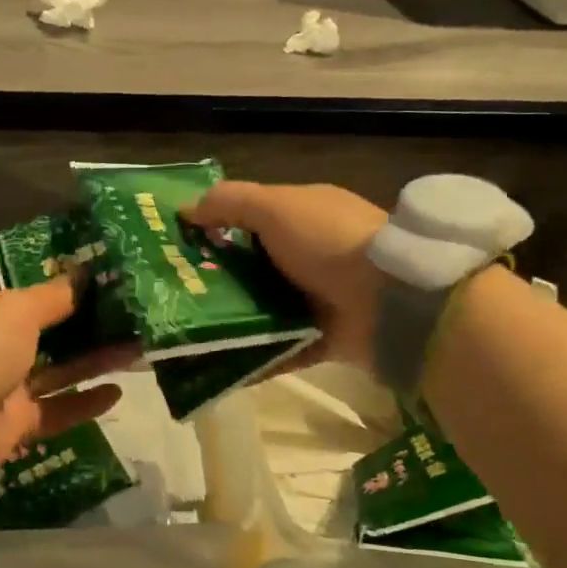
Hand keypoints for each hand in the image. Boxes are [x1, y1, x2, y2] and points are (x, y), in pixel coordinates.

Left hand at [0, 277, 133, 463]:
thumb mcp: (19, 306)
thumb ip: (55, 294)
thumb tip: (84, 273)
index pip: (18, 287)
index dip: (53, 282)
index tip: (92, 277)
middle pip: (43, 331)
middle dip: (82, 323)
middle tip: (124, 313)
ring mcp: (1, 384)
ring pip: (56, 370)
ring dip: (93, 360)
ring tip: (135, 348)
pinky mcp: (15, 422)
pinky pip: (56, 408)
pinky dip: (84, 402)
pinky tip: (118, 391)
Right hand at [183, 181, 389, 373]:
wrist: (394, 301)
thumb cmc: (329, 241)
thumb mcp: (275, 205)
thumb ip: (229, 202)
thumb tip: (185, 210)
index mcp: (303, 216)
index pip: (250, 218)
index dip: (214, 228)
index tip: (176, 246)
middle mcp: (311, 255)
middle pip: (252, 266)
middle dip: (216, 279)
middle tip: (173, 294)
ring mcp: (319, 299)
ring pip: (263, 309)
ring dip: (231, 320)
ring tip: (185, 332)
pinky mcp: (323, 339)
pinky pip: (279, 350)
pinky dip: (253, 358)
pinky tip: (217, 366)